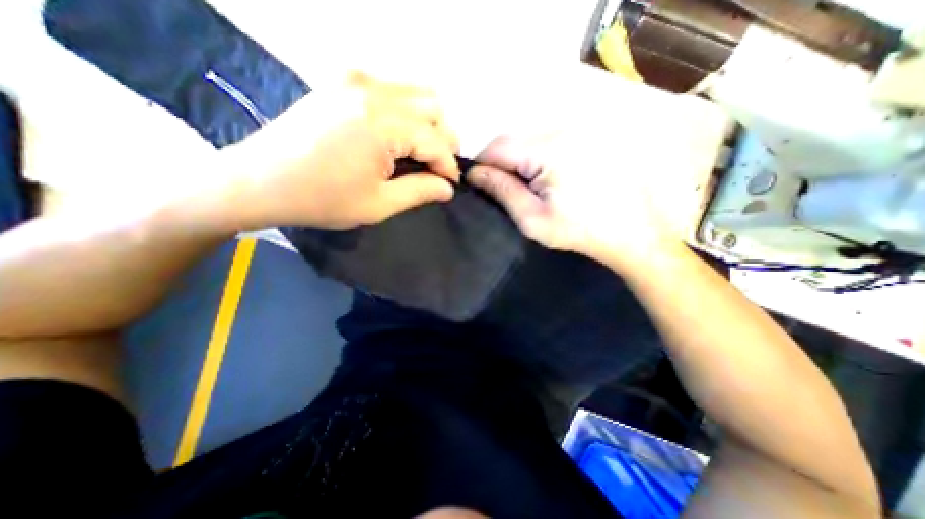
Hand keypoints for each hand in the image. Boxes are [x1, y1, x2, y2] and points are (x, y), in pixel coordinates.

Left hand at [221, 71, 457, 227]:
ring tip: (423, 152)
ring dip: (428, 123)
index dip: (449, 166)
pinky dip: (407, 111)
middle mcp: (374, 91)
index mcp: (383, 123)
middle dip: (444, 140)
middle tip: (439, 168)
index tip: (451, 185)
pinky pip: (392, 89)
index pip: (435, 141)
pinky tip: (399, 135)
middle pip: (433, 107)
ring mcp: (355, 81)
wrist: (259, 181)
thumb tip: (447, 188)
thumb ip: (420, 191)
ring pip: (416, 93)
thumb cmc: (322, 199)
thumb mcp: (379, 204)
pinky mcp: (342, 83)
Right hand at [471, 133, 672, 267]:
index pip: (496, 146)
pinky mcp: (590, 135)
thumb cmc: (580, 231)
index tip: (478, 185)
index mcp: (549, 149)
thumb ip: (502, 191)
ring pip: (529, 138)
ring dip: (519, 159)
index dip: (481, 165)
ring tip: (527, 186)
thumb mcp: (533, 219)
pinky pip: (549, 139)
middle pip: (513, 138)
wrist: (633, 233)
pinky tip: (547, 177)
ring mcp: (580, 129)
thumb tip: (474, 173)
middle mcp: (564, 128)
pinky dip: (537, 155)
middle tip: (504, 190)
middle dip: (500, 162)